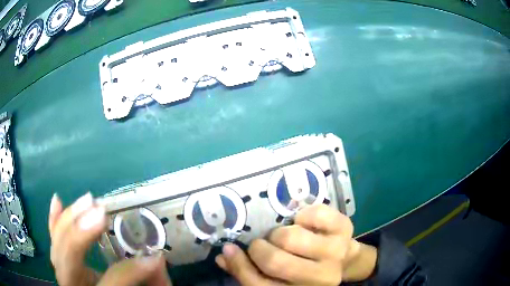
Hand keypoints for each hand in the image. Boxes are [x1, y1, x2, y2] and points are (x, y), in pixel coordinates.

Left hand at [48, 192, 171, 285]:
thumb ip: (154, 284)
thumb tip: (156, 259)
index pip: (110, 282)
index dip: (130, 270)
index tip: (153, 257)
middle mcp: (72, 283)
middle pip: (67, 257)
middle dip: (80, 233)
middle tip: (101, 213)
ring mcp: (63, 271)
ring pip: (57, 244)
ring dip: (70, 219)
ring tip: (89, 200)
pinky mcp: (61, 261)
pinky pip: (53, 240)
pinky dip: (55, 221)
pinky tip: (57, 201)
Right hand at [215, 205, 376, 284]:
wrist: (344, 259)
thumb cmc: (306, 270)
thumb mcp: (279, 278)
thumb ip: (249, 270)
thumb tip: (224, 255)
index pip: (259, 285)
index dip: (240, 266)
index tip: (230, 249)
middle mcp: (322, 278)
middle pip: (275, 262)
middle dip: (260, 249)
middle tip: (262, 244)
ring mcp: (336, 252)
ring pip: (291, 237)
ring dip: (279, 234)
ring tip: (284, 237)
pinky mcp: (345, 228)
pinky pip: (314, 214)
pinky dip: (302, 215)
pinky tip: (302, 223)